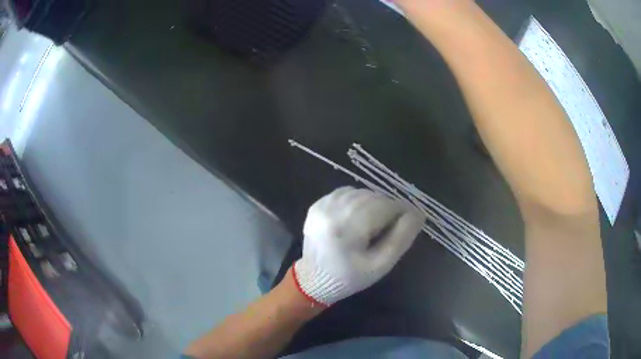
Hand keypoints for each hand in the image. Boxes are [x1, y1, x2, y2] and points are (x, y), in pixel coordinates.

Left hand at [292, 187, 423, 305]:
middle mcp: (332, 210)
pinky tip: (359, 217)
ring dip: (374, 203)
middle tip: (392, 227)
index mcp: (347, 227)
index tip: (411, 221)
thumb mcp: (381, 265)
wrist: (313, 279)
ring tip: (375, 224)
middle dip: (388, 208)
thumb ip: (401, 238)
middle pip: (374, 197)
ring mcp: (322, 204)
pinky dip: (359, 200)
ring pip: (362, 192)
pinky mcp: (317, 204)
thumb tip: (418, 214)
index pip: (385, 207)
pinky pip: (347, 192)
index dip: (403, 211)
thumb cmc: (350, 277)